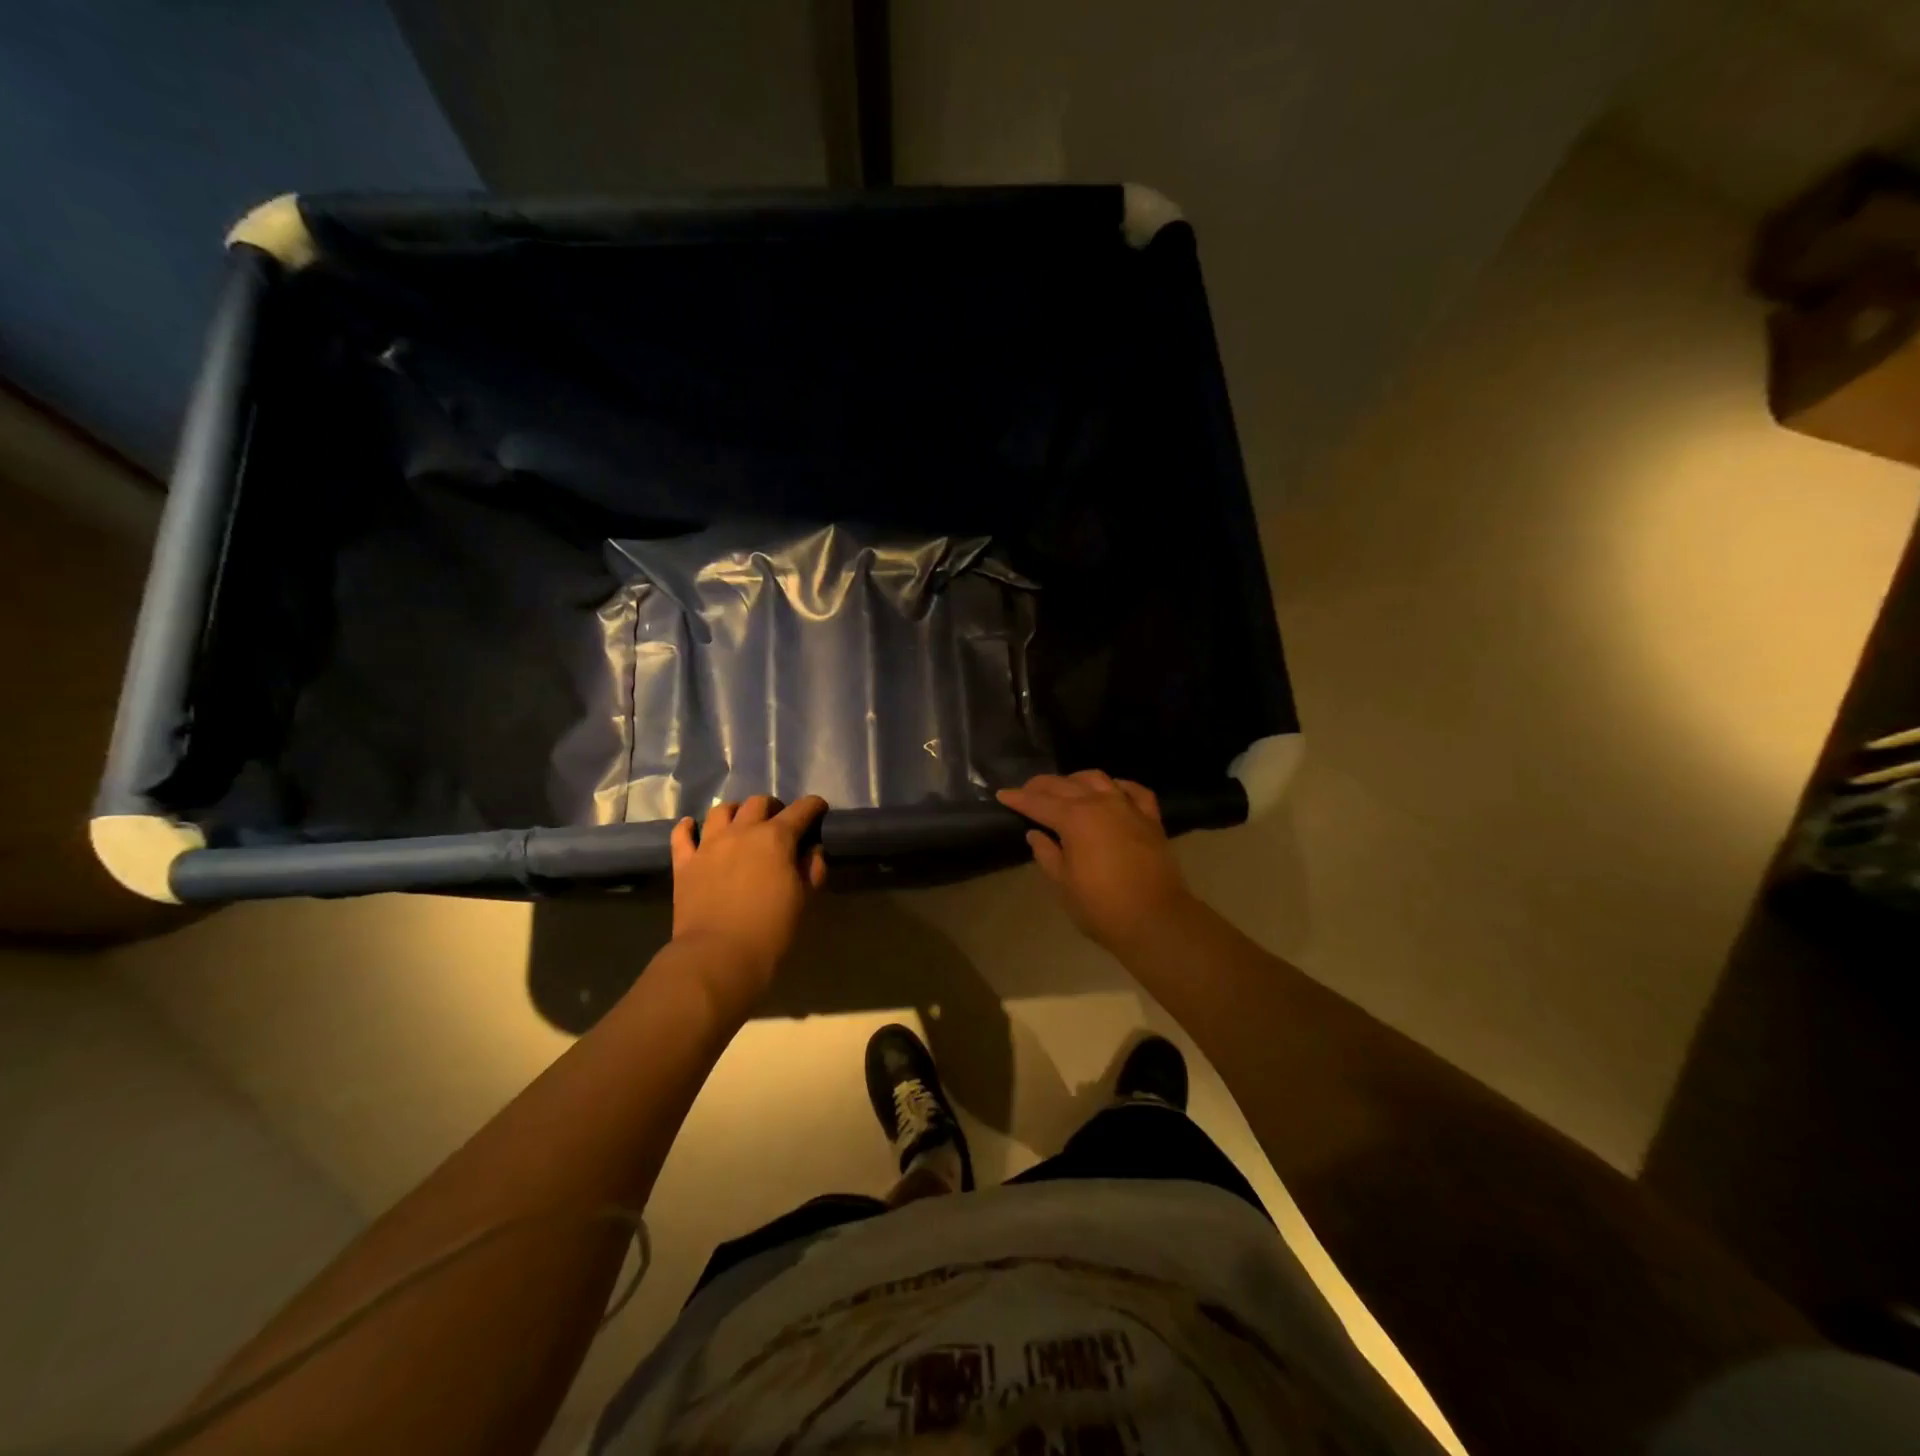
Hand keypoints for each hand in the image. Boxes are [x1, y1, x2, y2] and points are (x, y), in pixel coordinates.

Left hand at [668, 795, 827, 1017]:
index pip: (801, 810)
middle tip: (780, 824)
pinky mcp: (684, 863)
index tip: (819, 809)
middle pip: (758, 803)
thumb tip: (811, 850)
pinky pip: (682, 834)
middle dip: (774, 808)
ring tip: (741, 825)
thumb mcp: (804, 900)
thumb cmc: (771, 931)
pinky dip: (689, 827)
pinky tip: (694, 828)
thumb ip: (812, 868)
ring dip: (736, 812)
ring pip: (721, 810)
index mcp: (776, 838)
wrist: (718, 957)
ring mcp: (709, 844)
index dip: (813, 806)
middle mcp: (742, 831)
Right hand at [996, 772, 1193, 954]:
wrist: (1155, 919)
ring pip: (1098, 779)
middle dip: (1042, 786)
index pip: (1039, 802)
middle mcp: (1100, 803)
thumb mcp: (1063, 884)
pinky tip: (1112, 790)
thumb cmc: (1101, 906)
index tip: (1003, 795)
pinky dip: (1118, 786)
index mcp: (1074, 819)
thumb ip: (1047, 854)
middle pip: (1065, 785)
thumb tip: (1035, 834)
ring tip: (1065, 787)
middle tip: (1027, 791)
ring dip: (1076, 779)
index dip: (1018, 798)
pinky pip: (1134, 791)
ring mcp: (1128, 808)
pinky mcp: (1151, 819)